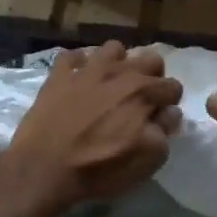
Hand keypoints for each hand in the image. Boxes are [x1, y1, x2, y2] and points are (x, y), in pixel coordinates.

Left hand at [6, 42, 183, 214]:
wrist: (44, 167)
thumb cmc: (99, 167)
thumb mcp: (145, 161)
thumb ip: (163, 133)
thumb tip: (169, 114)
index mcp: (143, 93)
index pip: (173, 86)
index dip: (170, 103)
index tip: (159, 117)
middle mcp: (118, 73)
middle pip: (150, 58)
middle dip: (152, 75)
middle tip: (140, 99)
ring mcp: (86, 70)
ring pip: (113, 49)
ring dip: (118, 63)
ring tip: (110, 84)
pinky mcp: (58, 75)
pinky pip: (72, 56)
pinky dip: (78, 65)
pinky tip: (77, 80)